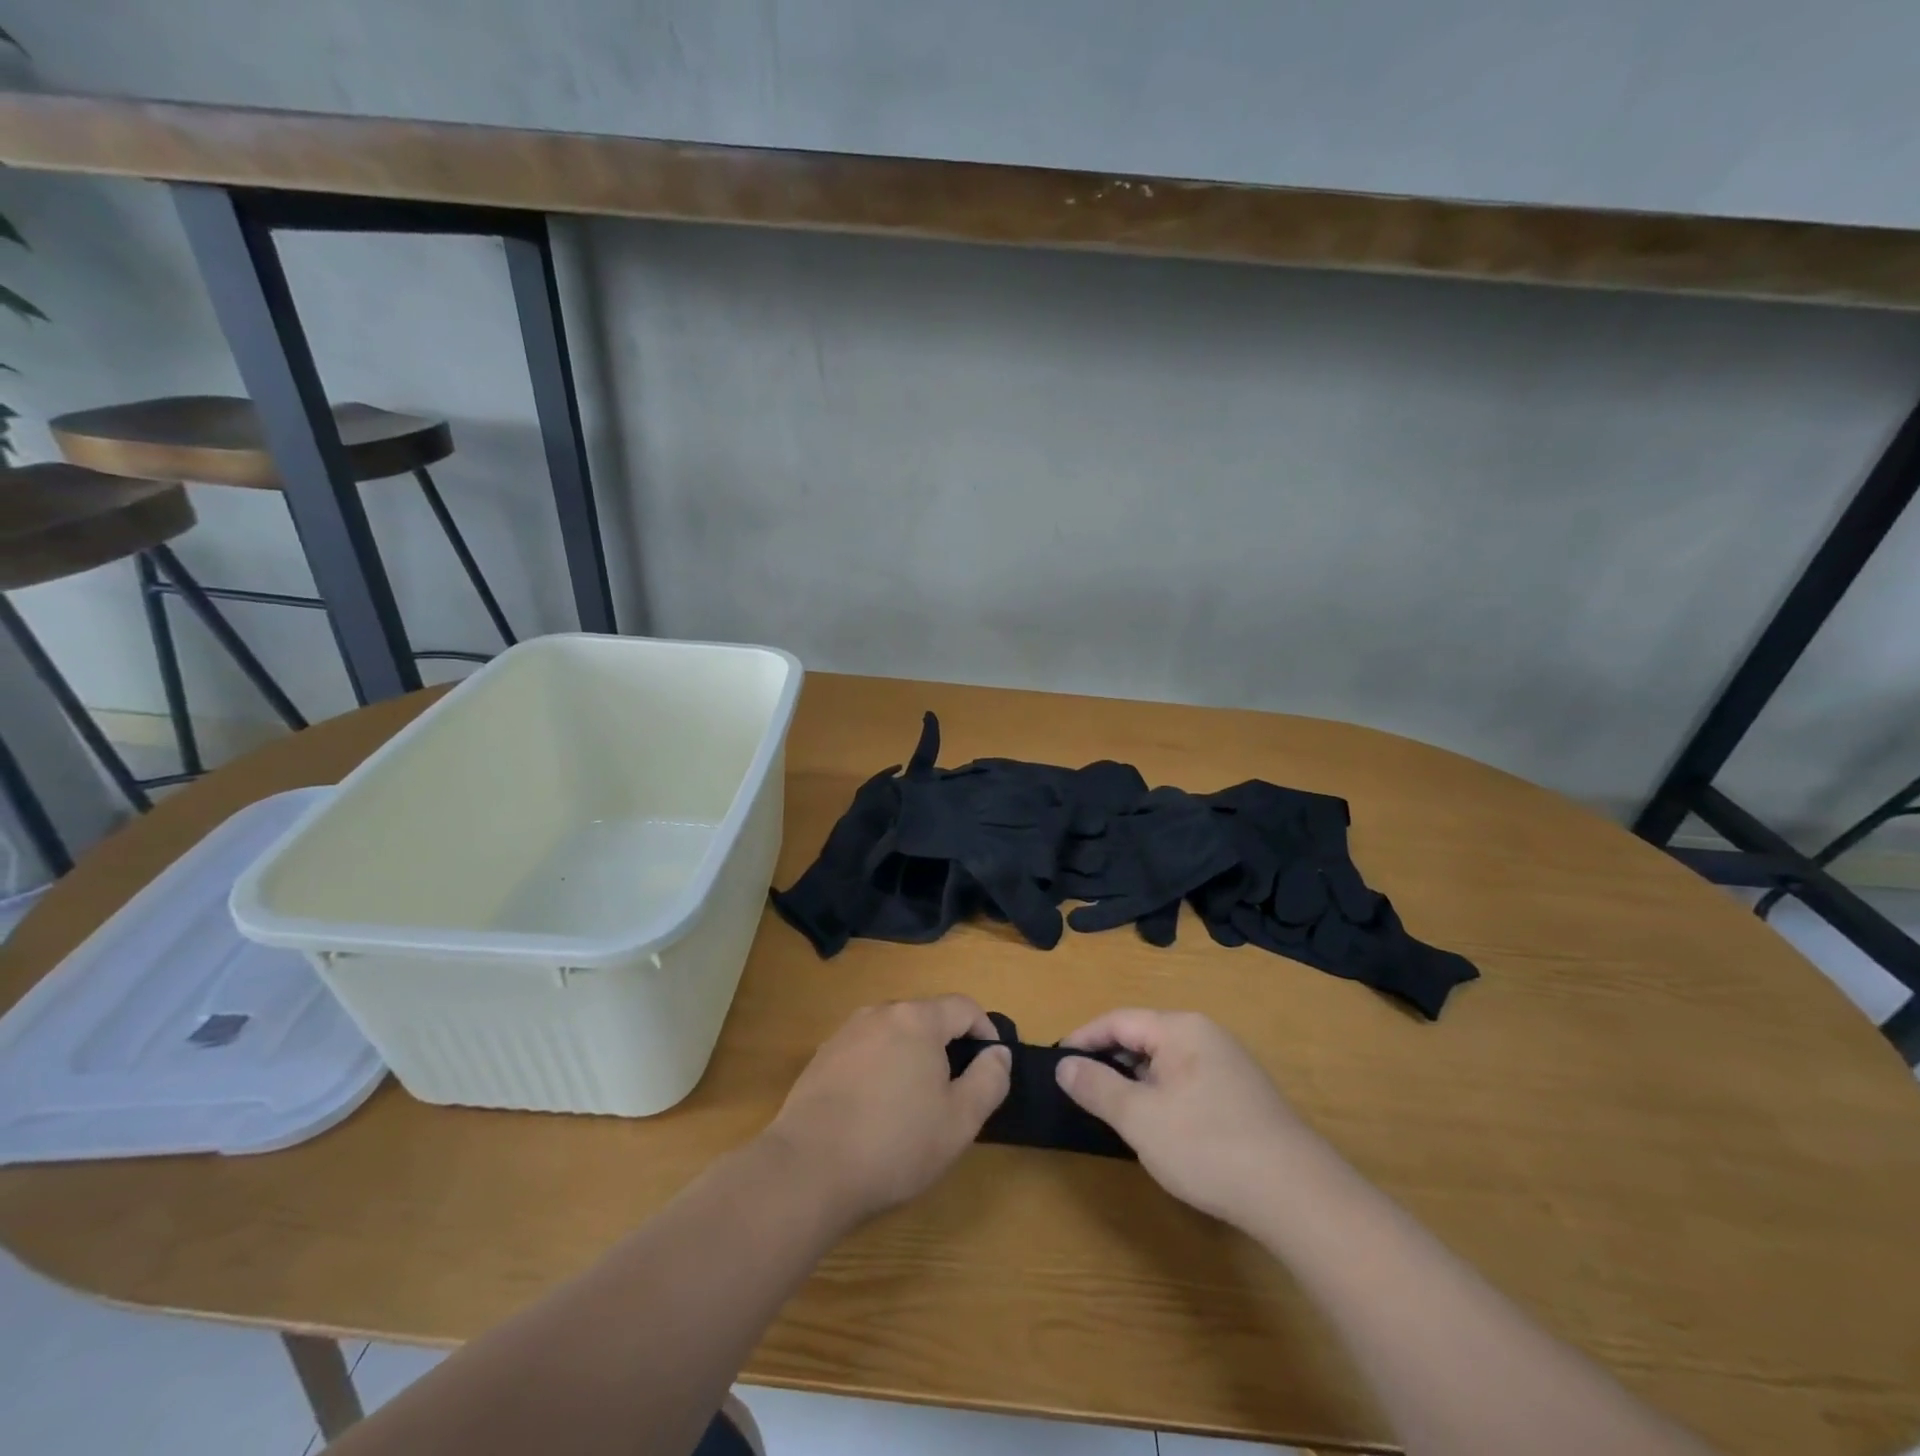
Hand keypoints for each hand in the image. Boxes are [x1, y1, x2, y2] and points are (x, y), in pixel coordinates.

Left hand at [764, 995, 1010, 1226]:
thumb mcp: (960, 1121)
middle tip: (954, 1090)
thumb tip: (998, 1052)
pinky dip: (880, 1069)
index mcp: (917, 1020)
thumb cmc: (895, 1144)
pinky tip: (874, 1111)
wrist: (808, 1169)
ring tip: (914, 1102)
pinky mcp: (821, 1058)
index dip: (985, 1030)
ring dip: (911, 1057)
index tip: (992, 1062)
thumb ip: (989, 1080)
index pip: (963, 1007)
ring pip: (893, 1034)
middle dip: (946, 1045)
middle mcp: (880, 1013)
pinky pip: (865, 1051)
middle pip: (926, 1017)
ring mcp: (846, 1033)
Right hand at [1056, 1009, 1310, 1223]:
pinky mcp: (1242, 1096)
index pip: (1118, 1020)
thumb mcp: (1140, 1118)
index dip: (1083, 1039)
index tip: (1056, 1064)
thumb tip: (1064, 1064)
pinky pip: (1187, 1082)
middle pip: (1142, 1037)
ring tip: (1112, 1113)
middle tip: (1079, 1092)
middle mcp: (1205, 1035)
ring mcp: (1228, 1065)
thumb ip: (1097, 1087)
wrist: (1298, 1196)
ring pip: (1165, 1063)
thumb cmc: (1208, 1146)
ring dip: (1135, 1083)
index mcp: (1180, 1028)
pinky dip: (1161, 1097)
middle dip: (1109, 1062)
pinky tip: (1158, 1129)